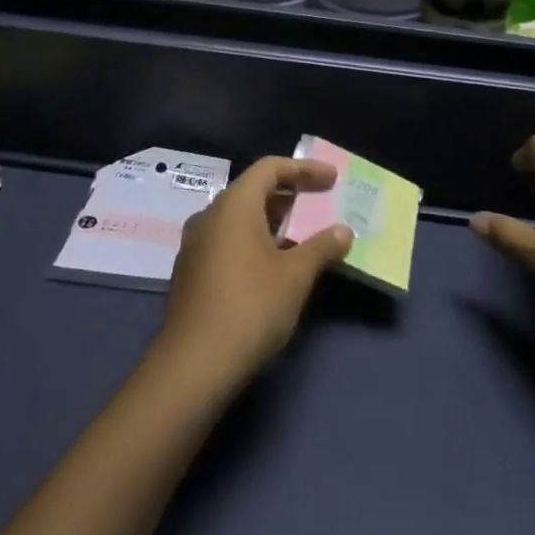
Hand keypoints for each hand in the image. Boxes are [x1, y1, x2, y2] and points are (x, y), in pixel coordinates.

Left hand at [154, 155, 353, 393]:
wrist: (192, 366)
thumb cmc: (250, 308)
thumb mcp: (295, 277)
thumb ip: (321, 247)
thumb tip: (343, 231)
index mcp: (234, 205)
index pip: (270, 168)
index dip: (304, 169)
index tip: (332, 179)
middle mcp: (210, 215)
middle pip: (253, 190)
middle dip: (289, 194)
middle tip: (320, 203)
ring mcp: (196, 245)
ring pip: (239, 218)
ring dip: (272, 221)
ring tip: (302, 236)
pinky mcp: (191, 272)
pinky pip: (228, 241)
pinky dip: (255, 241)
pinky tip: (274, 266)